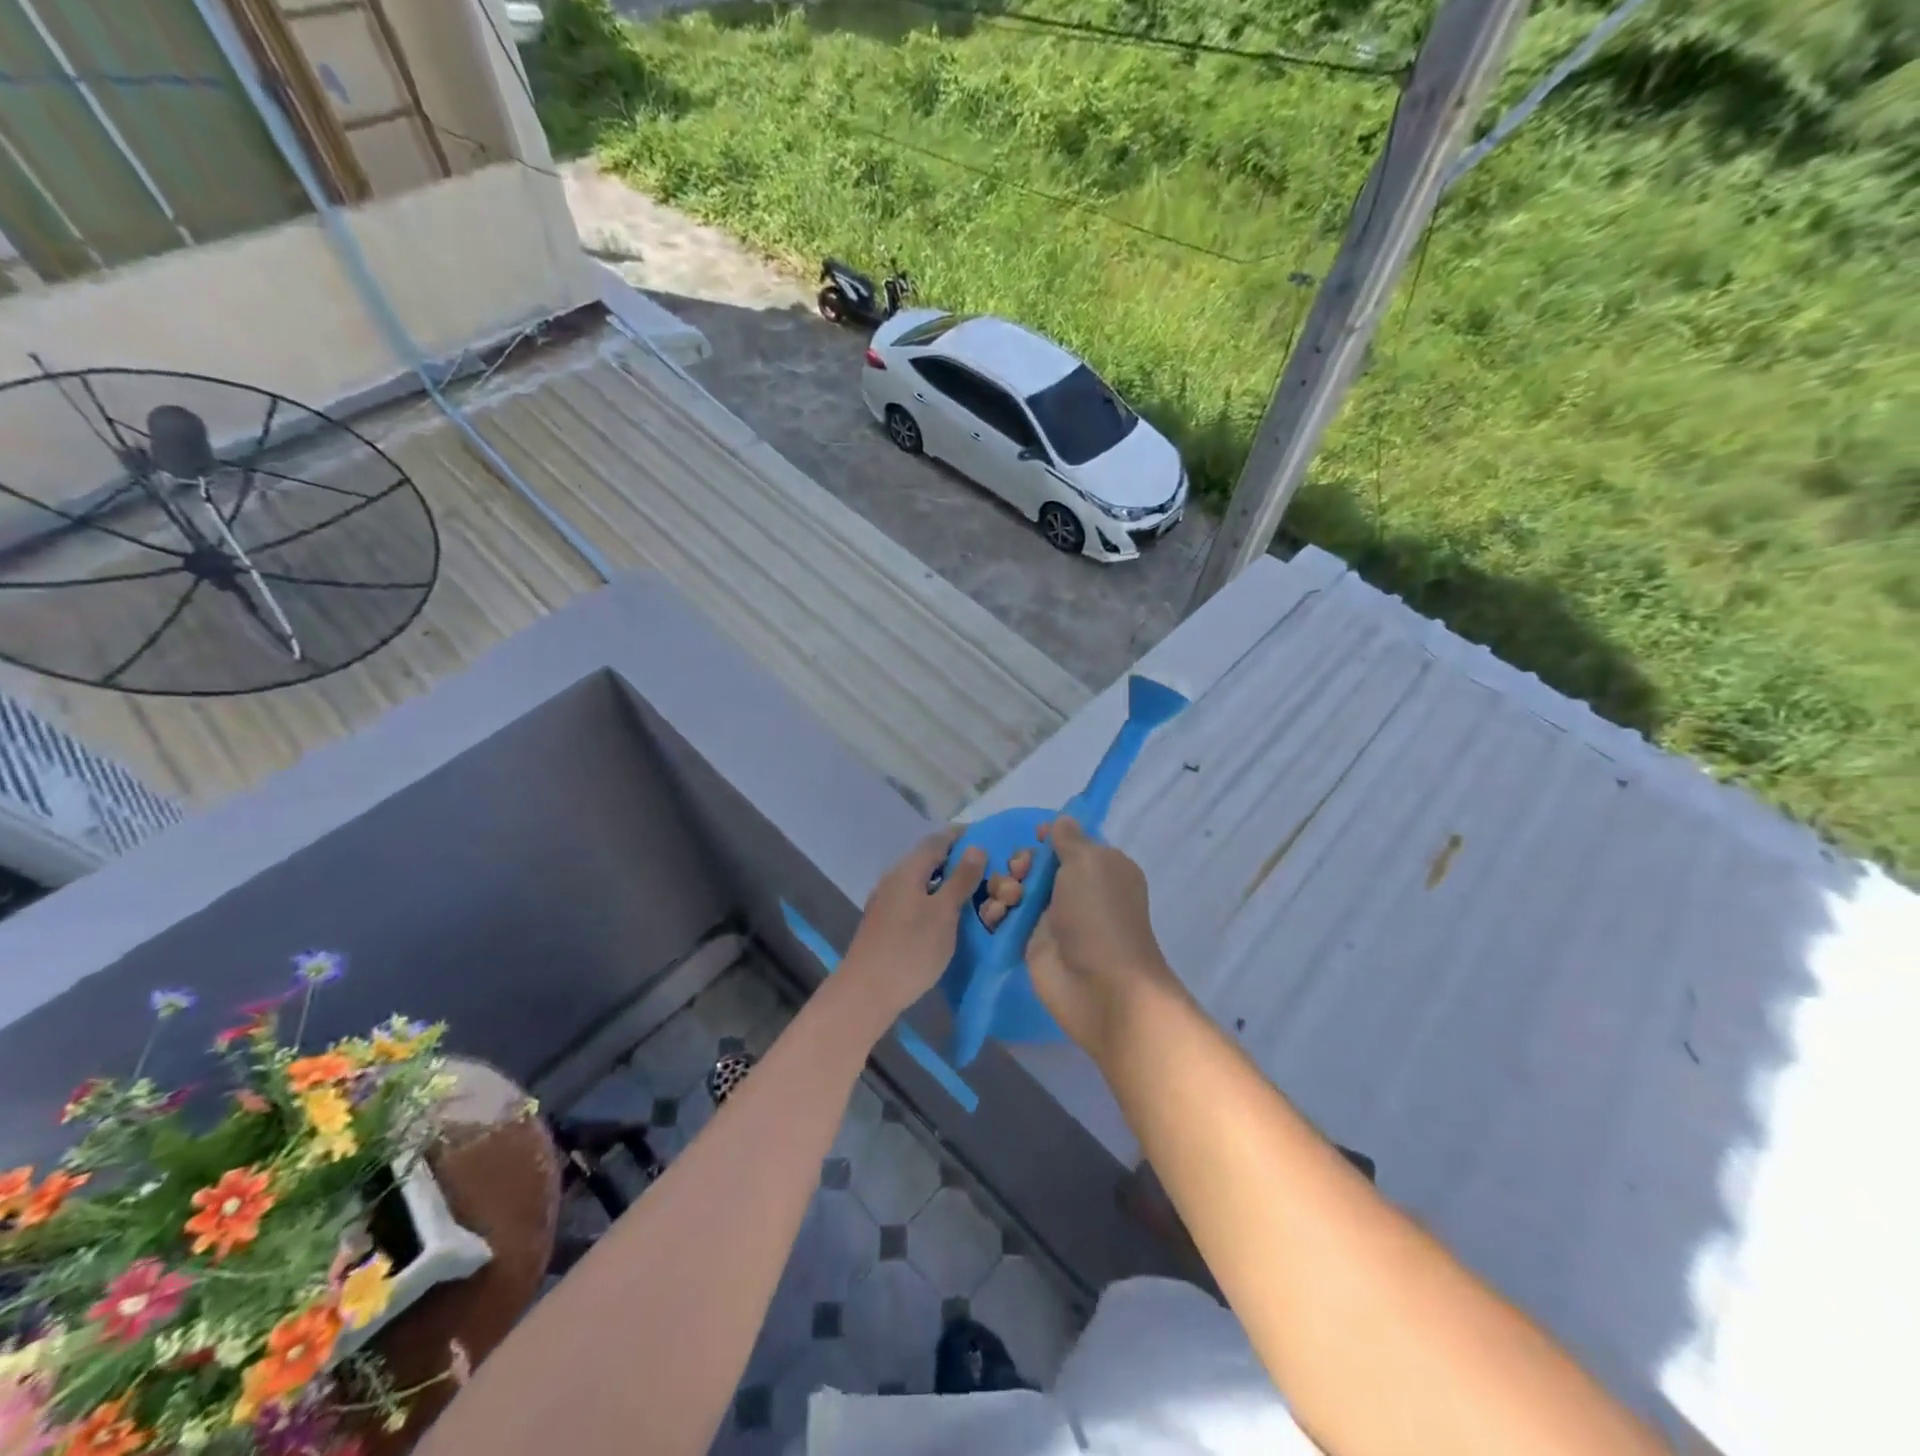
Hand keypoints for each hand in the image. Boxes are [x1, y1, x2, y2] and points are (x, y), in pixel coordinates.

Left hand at [839, 827, 986, 1027]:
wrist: (865, 993)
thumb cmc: (910, 950)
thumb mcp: (943, 913)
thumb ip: (960, 879)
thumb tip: (975, 847)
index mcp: (907, 870)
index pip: (937, 840)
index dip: (962, 835)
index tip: (988, 837)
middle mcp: (893, 879)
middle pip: (927, 859)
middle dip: (956, 859)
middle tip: (987, 868)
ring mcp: (885, 902)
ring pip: (920, 881)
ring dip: (945, 881)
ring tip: (973, 891)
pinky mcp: (884, 923)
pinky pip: (913, 899)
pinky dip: (933, 899)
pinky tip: (947, 916)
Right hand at [985, 817, 1184, 1061]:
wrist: (1100, 986)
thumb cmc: (1099, 915)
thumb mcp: (1089, 862)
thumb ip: (1069, 838)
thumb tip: (1061, 821)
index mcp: (1100, 867)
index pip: (1068, 842)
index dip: (1048, 838)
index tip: (1035, 838)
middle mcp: (1077, 889)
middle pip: (1036, 863)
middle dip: (1020, 862)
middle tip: (1020, 873)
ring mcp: (1052, 917)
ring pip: (1016, 888)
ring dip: (1004, 886)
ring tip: (1008, 900)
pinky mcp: (1031, 942)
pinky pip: (1005, 917)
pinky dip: (996, 913)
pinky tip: (996, 917)